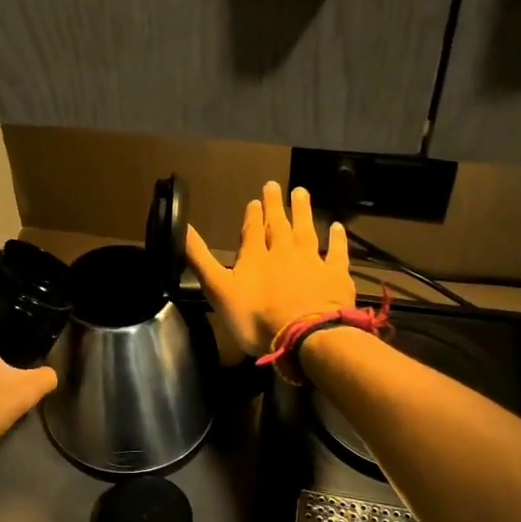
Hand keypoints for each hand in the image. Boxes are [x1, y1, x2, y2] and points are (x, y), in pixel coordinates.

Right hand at [184, 182, 354, 355]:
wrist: (306, 336)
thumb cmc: (257, 318)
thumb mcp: (218, 289)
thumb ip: (200, 259)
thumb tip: (182, 227)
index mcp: (254, 257)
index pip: (251, 230)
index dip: (252, 215)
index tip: (254, 200)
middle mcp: (283, 252)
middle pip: (278, 225)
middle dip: (274, 205)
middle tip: (274, 185)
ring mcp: (311, 262)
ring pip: (305, 231)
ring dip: (302, 211)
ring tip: (301, 192)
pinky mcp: (335, 276)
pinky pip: (336, 252)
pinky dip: (337, 239)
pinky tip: (338, 227)